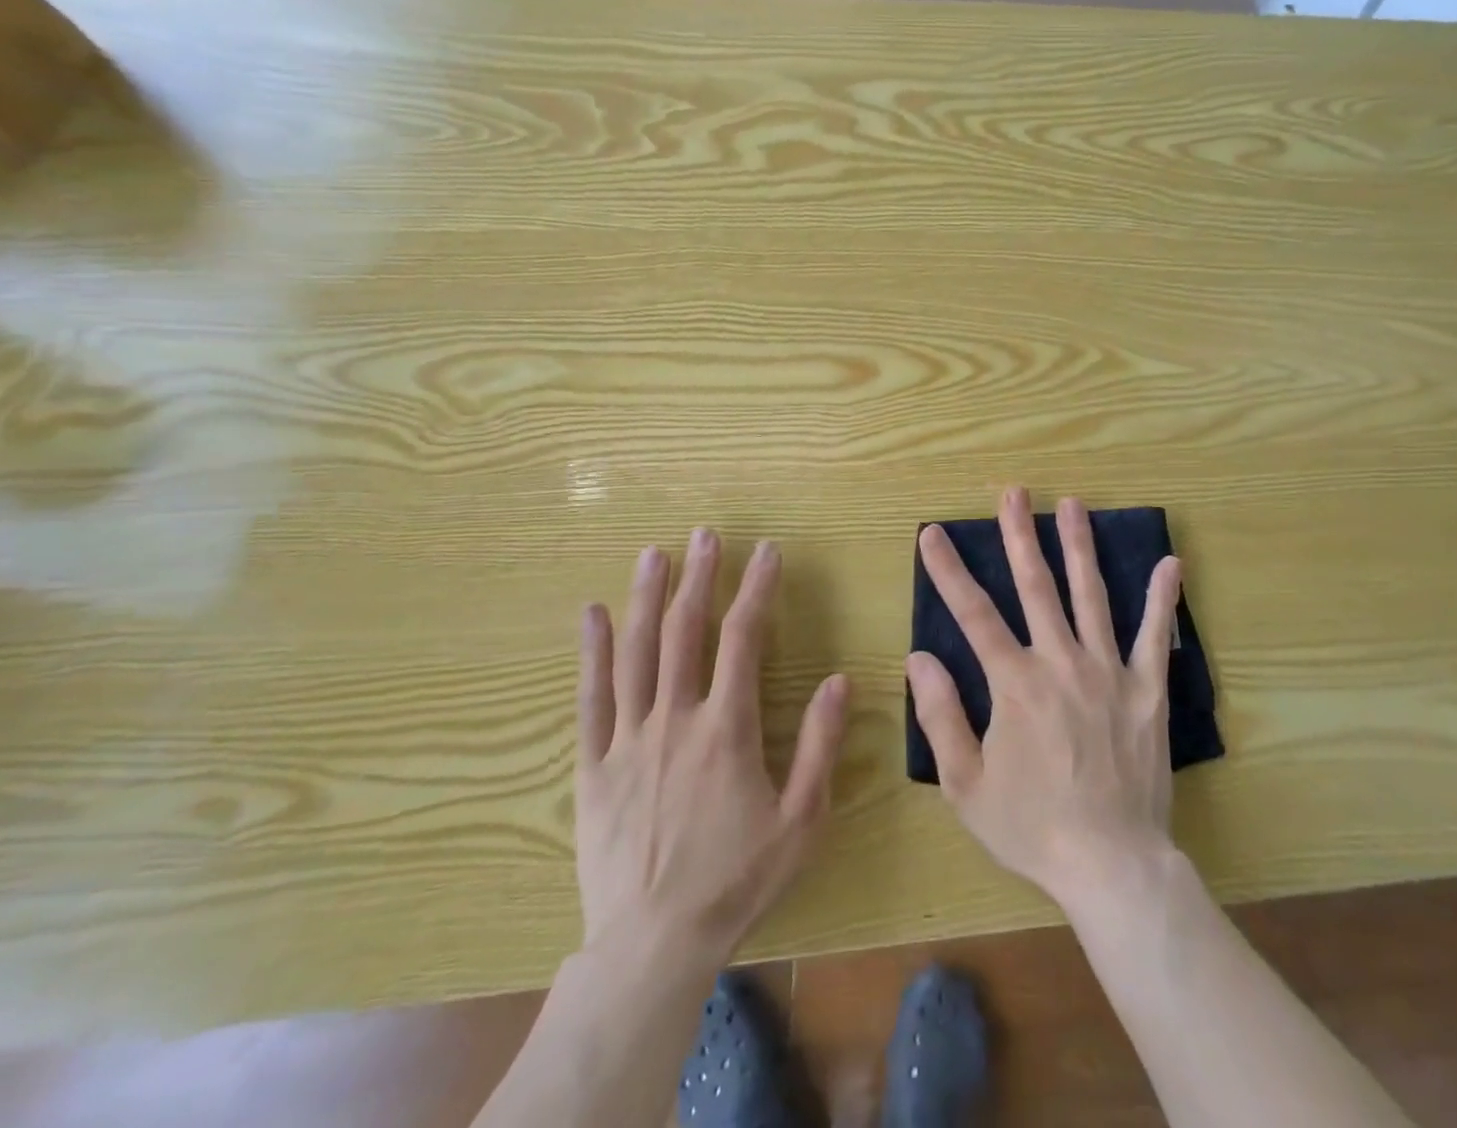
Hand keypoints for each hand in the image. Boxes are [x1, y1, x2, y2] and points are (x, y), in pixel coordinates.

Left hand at [573, 529, 849, 968]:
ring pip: (637, 653)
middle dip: (699, 577)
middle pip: (686, 632)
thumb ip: (820, 745)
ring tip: (654, 554)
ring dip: (646, 599)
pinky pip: (591, 699)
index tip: (766, 551)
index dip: (756, 589)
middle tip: (706, 534)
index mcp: (727, 728)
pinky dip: (592, 653)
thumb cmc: (736, 880)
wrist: (651, 947)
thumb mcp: (801, 819)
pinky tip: (591, 615)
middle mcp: (675, 719)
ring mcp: (628, 740)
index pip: (743, 638)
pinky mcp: (593, 766)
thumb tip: (840, 679)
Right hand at [907, 488, 1183, 905]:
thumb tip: (919, 657)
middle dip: (1019, 535)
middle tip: (1012, 492)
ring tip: (1072, 504)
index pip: (973, 614)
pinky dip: (1161, 598)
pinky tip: (1169, 562)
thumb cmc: (1032, 827)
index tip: (933, 534)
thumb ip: (941, 716)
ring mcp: (1108, 671)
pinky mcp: (1146, 689)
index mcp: (1014, 683)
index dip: (949, 571)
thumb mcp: (966, 784)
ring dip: (1079, 547)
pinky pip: (1154, 636)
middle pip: (1036, 587)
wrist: (1111, 864)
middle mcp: (1060, 662)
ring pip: (1090, 595)